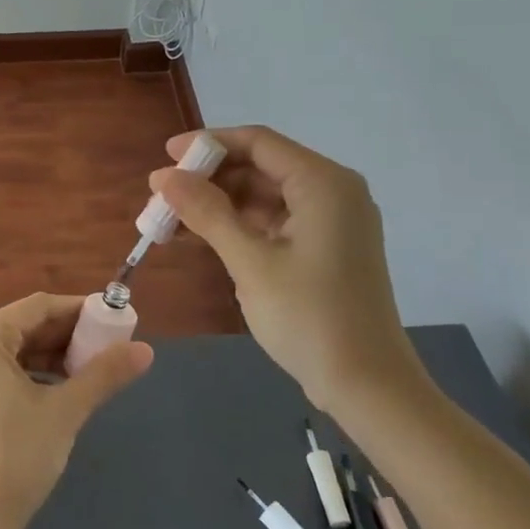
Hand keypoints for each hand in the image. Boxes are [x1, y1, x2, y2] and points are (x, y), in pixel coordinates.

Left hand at [0, 292, 152, 528]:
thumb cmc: (14, 459)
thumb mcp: (64, 411)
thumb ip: (103, 374)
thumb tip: (145, 350)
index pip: (38, 307)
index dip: (80, 311)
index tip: (115, 320)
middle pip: (22, 327)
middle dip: (66, 336)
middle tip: (108, 349)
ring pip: (9, 351)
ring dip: (49, 357)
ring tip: (89, 371)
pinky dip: (27, 375)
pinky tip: (56, 390)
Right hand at [150, 127, 429, 419]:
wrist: (366, 386)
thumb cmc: (308, 317)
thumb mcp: (250, 262)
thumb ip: (206, 212)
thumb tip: (163, 176)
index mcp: (323, 183)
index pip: (258, 142)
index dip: (208, 144)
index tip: (165, 157)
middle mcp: (333, 192)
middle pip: (261, 166)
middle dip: (210, 178)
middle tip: (163, 196)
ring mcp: (332, 221)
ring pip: (265, 195)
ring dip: (220, 204)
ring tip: (173, 219)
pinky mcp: (326, 247)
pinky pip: (276, 221)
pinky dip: (240, 226)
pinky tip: (203, 237)